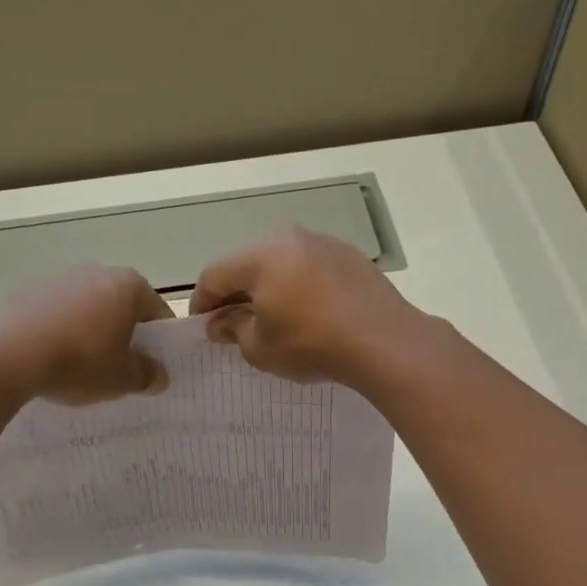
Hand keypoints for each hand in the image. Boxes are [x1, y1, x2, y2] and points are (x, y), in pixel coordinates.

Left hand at [0, 265, 172, 404]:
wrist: (7, 355)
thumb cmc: (79, 362)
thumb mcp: (121, 379)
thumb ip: (146, 375)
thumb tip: (159, 375)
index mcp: (128, 285)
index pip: (156, 311)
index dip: (159, 341)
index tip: (153, 366)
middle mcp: (95, 271)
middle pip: (119, 305)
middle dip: (122, 333)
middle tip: (119, 368)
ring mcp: (57, 278)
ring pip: (85, 307)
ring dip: (88, 331)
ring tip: (80, 367)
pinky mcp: (24, 290)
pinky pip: (53, 313)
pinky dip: (58, 331)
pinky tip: (49, 358)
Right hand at [189, 226, 421, 382]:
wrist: (384, 341)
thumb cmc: (311, 344)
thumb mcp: (260, 347)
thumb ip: (234, 329)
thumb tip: (221, 322)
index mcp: (258, 256)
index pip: (214, 275)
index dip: (202, 302)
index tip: (203, 326)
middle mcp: (287, 238)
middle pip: (246, 262)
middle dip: (235, 291)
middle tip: (232, 322)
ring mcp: (322, 242)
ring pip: (280, 261)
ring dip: (268, 286)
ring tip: (270, 316)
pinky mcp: (349, 255)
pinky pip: (309, 266)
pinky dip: (298, 284)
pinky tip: (306, 311)